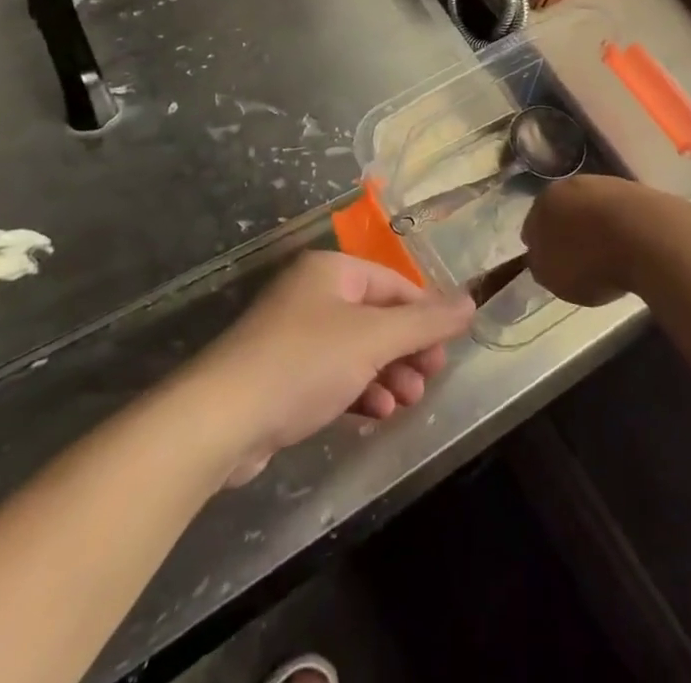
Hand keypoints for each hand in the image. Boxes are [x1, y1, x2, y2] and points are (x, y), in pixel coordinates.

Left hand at [191, 251, 474, 484]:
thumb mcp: (373, 338)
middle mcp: (312, 294)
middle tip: (429, 381)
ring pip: (357, 349)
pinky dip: (358, 390)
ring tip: (405, 404)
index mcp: (331, 271)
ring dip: (386, 375)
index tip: (447, 351)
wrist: (220, 420)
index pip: (394, 284)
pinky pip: (333, 375)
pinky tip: (374, 414)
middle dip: (406, 350)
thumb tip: (471, 301)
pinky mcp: (281, 375)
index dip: (426, 315)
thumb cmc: (304, 363)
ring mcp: (293, 335)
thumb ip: (425, 321)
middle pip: (377, 317)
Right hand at [521, 175, 679, 306]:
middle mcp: (571, 185)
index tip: (549, 264)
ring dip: (595, 227)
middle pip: (564, 210)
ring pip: (592, 208)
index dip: (539, 246)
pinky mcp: (637, 191)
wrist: (648, 237)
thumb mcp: (553, 277)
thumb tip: (540, 257)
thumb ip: (540, 265)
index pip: (532, 225)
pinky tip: (629, 247)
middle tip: (576, 259)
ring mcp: (606, 184)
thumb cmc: (590, 260)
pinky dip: (621, 228)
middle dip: (567, 231)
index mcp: (543, 202)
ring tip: (607, 256)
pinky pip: (621, 214)